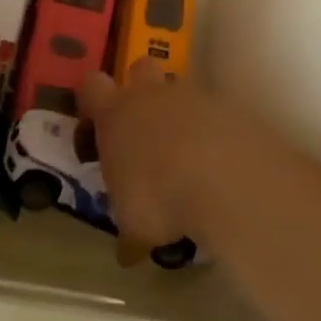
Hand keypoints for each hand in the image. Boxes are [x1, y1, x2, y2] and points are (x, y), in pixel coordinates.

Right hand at [77, 59, 257, 246]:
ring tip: (188, 156)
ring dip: (181, 114)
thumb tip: (127, 252)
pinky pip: (215, 112)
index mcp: (115, 113)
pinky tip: (220, 164)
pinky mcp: (229, 106)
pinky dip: (214, 132)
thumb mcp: (134, 224)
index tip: (96, 125)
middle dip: (141, 89)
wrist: (224, 178)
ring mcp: (193, 95)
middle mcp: (151, 94)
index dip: (91, 100)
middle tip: (145, 128)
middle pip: (140, 67)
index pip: (91, 86)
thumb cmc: (158, 196)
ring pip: (181, 89)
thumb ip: (129, 230)